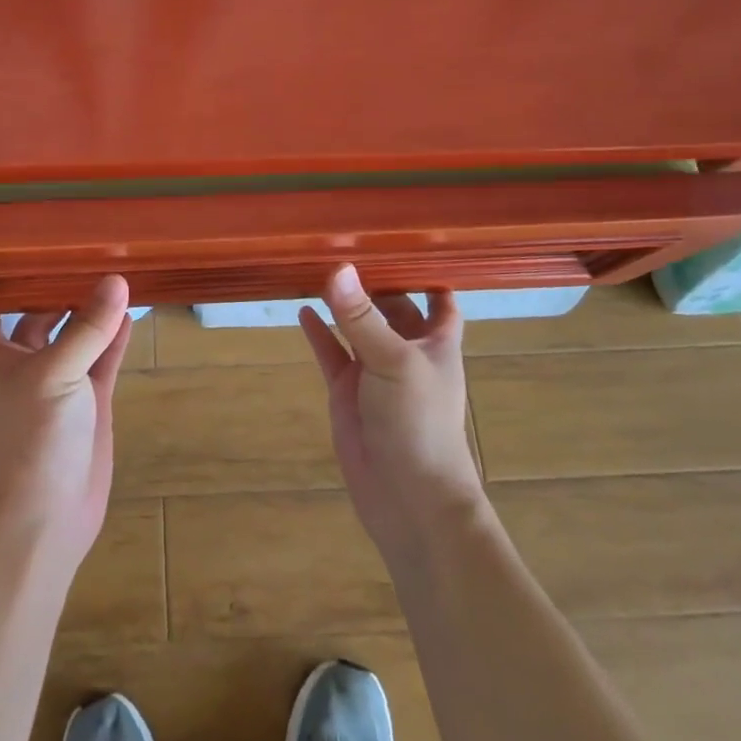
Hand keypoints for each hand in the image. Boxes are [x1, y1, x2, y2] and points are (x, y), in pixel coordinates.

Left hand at [0, 275, 133, 573]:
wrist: (47, 515)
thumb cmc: (33, 436)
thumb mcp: (56, 373)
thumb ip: (88, 327)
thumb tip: (116, 279)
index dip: (3, 285)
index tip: (26, 254)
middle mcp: (26, 364)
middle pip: (40, 317)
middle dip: (59, 291)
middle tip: (89, 254)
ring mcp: (61, 383)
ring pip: (77, 336)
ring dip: (92, 312)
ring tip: (116, 275)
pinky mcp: (90, 402)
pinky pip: (103, 360)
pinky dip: (114, 339)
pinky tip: (130, 314)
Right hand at [300, 265, 486, 561]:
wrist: (409, 499)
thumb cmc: (419, 423)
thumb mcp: (394, 362)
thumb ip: (361, 318)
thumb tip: (337, 268)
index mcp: (435, 342)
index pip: (439, 298)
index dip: (427, 272)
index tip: (403, 240)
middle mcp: (406, 351)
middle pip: (393, 306)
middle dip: (374, 280)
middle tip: (344, 242)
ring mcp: (374, 372)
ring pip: (357, 327)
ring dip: (342, 303)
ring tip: (317, 267)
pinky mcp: (347, 392)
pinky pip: (330, 354)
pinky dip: (318, 333)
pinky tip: (301, 310)